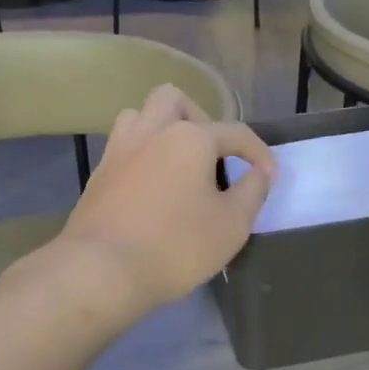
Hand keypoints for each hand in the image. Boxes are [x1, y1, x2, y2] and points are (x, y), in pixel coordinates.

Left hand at [47, 84, 274, 318]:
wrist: (100, 269)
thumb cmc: (175, 245)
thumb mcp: (232, 224)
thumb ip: (253, 191)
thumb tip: (259, 172)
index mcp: (189, 136)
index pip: (235, 132)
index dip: (258, 153)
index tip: (269, 176)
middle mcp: (152, 130)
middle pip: (174, 100)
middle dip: (199, 118)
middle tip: (213, 155)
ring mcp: (119, 149)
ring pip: (140, 116)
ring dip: (163, 129)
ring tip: (179, 162)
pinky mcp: (98, 173)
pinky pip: (124, 146)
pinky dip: (142, 154)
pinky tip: (152, 185)